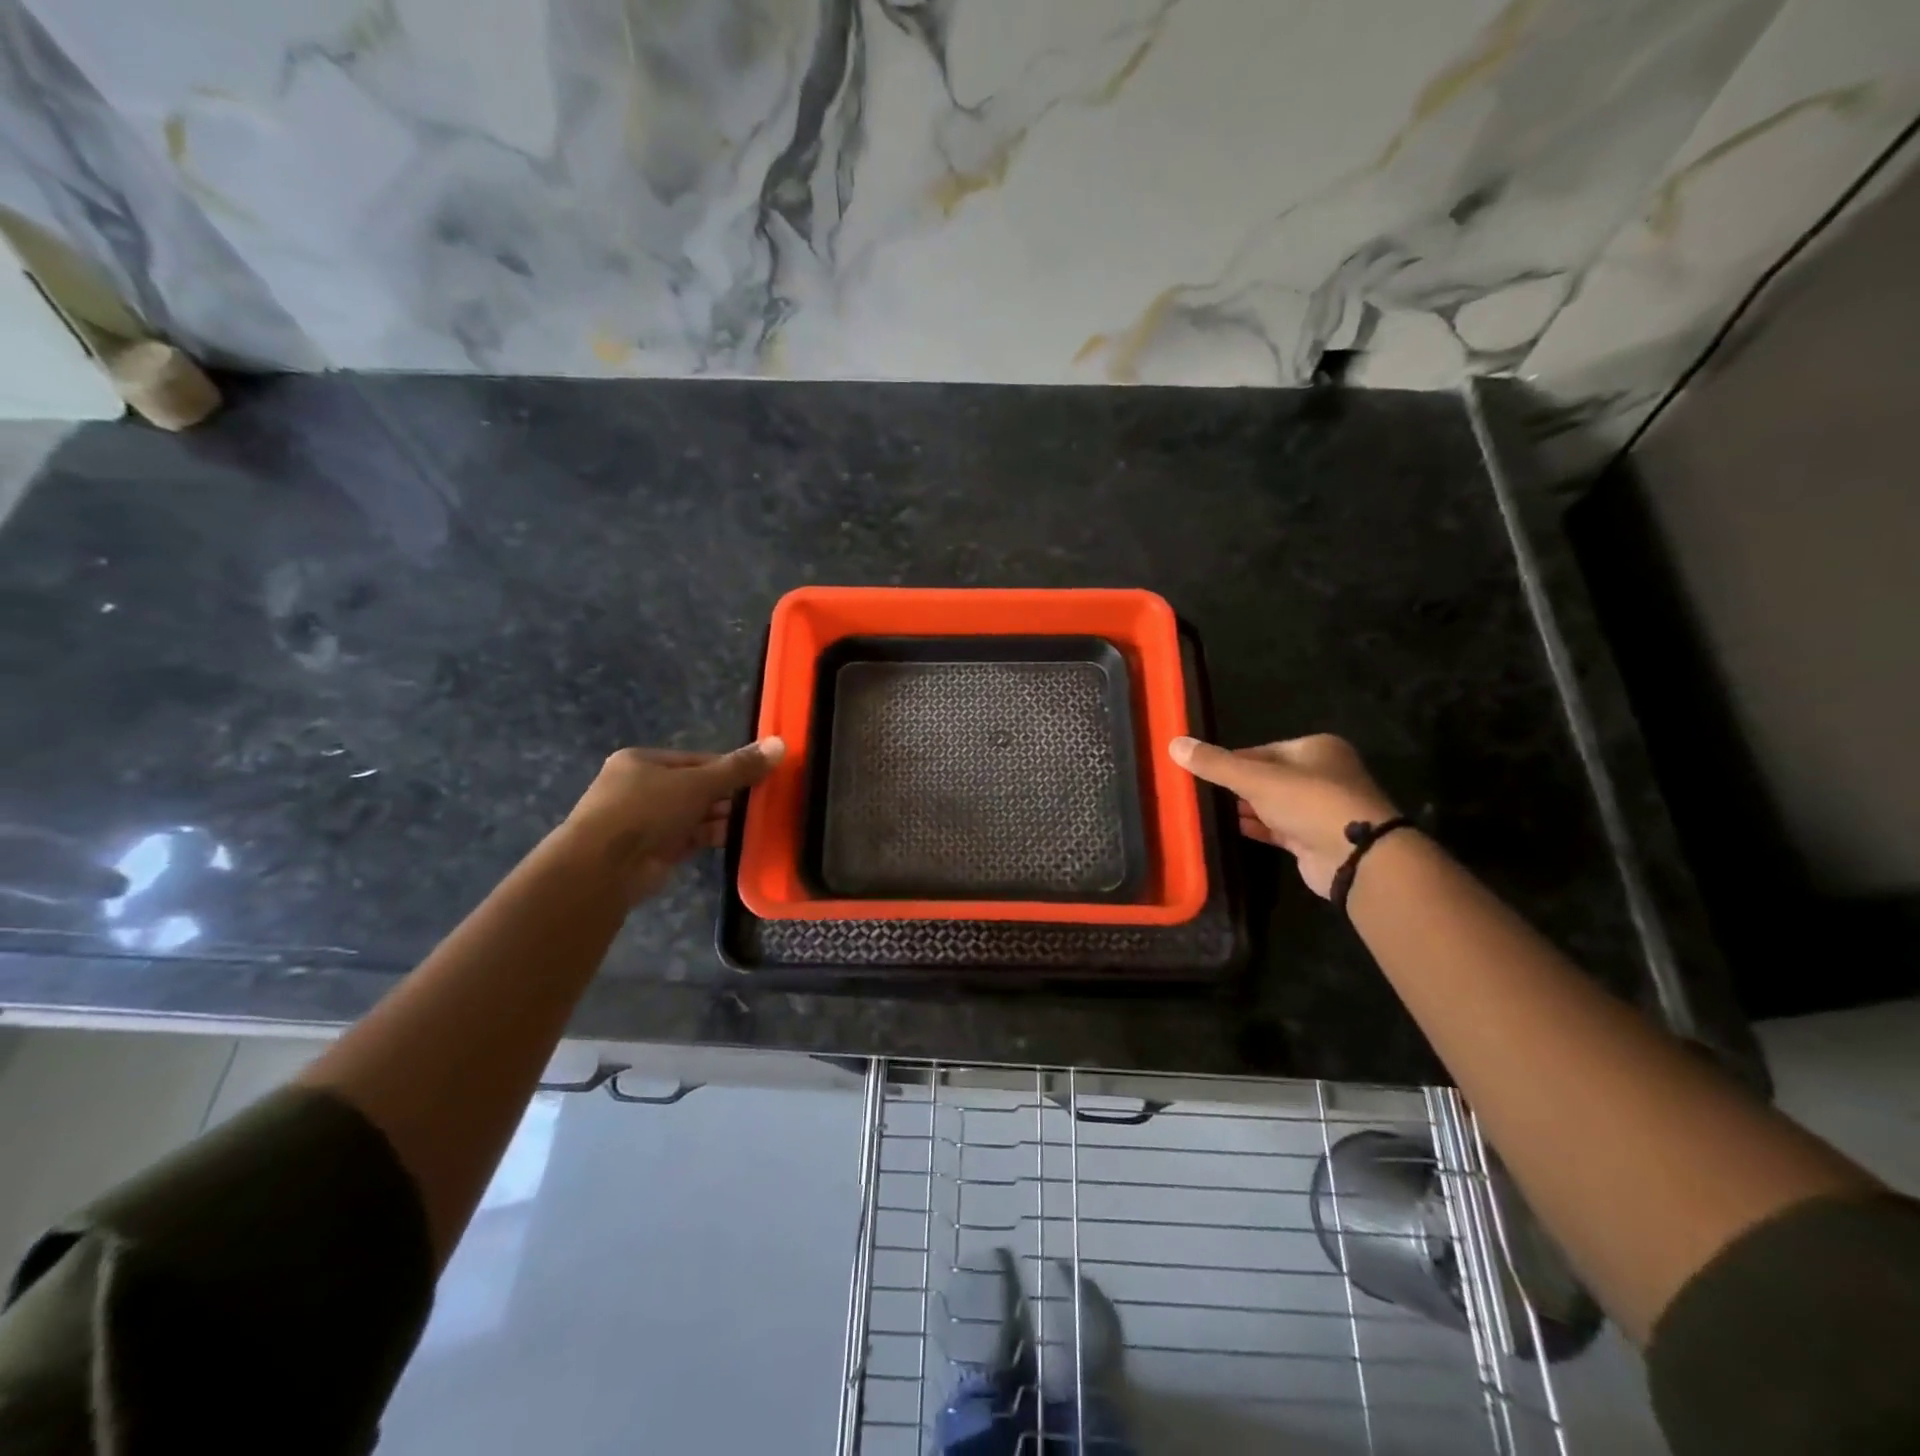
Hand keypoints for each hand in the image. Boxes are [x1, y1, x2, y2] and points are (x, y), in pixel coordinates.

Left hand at [561, 738, 784, 903]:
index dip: (728, 768)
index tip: (759, 776)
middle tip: (763, 801)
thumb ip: (738, 768)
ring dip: (723, 818)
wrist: (603, 868)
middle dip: (728, 796)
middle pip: (697, 787)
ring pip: (695, 814)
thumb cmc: (646, 810)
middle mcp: (641, 788)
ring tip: (757, 821)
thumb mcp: (697, 783)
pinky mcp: (655, 850)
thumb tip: (780, 744)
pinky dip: (713, 837)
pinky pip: (692, 837)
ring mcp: (647, 821)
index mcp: (643, 762)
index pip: (696, 760)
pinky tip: (739, 839)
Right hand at [1169, 734, 1398, 898]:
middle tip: (1201, 793)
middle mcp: (1322, 775)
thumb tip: (1173, 743)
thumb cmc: (1310, 803)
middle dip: (1237, 786)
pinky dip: (1257, 827)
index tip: (1201, 771)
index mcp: (1315, 749)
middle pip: (1268, 776)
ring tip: (1208, 811)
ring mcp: (1321, 809)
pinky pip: (1278, 828)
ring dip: (1245, 808)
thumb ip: (1215, 764)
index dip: (1231, 761)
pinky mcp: (1315, 839)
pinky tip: (1231, 829)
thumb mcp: (1256, 778)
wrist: (1357, 857)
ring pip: (1273, 803)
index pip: (1262, 750)